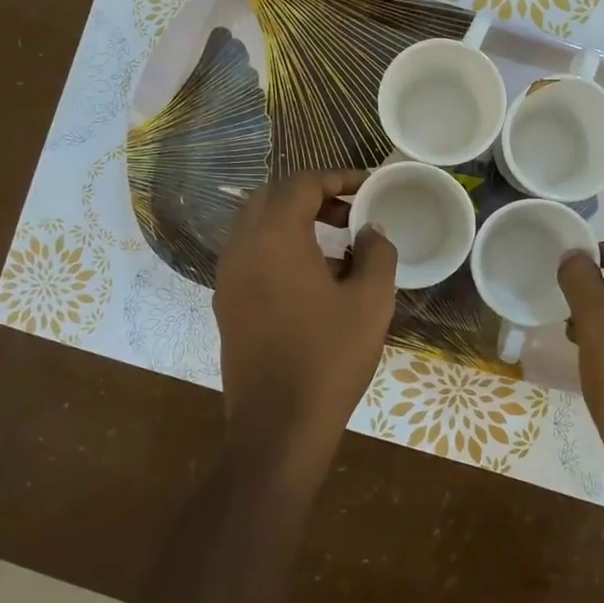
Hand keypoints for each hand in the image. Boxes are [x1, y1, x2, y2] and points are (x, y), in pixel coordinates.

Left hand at [214, 170, 396, 474]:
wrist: (278, 424)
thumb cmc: (329, 357)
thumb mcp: (371, 302)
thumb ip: (377, 253)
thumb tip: (371, 231)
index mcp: (274, 237)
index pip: (302, 184)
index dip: (338, 178)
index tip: (368, 187)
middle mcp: (241, 247)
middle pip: (273, 198)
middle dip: (313, 196)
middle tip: (351, 212)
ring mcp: (228, 277)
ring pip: (257, 226)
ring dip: (294, 221)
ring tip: (336, 244)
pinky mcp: (226, 303)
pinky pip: (251, 255)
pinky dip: (279, 247)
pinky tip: (313, 277)